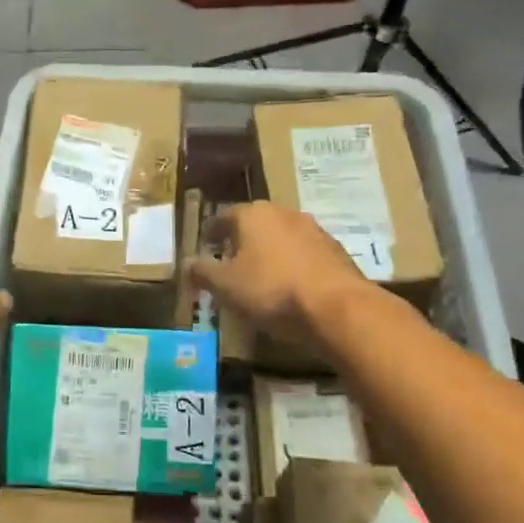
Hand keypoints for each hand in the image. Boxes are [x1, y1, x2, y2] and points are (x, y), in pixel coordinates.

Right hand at [189, 202, 388, 347]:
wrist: (338, 309)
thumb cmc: (271, 290)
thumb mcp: (225, 286)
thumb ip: (203, 272)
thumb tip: (185, 263)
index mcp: (253, 214)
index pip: (224, 217)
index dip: (212, 232)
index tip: (205, 246)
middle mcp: (285, 213)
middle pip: (256, 224)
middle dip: (242, 241)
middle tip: (230, 262)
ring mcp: (315, 231)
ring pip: (283, 239)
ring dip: (270, 253)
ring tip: (261, 277)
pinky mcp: (337, 253)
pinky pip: (305, 256)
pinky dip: (293, 267)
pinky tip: (290, 288)